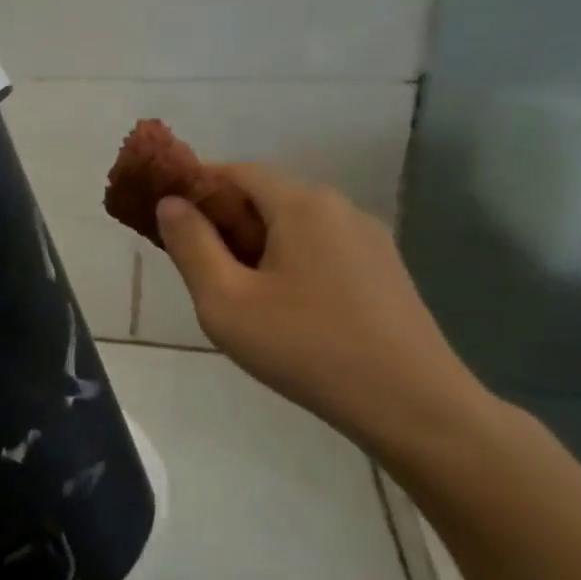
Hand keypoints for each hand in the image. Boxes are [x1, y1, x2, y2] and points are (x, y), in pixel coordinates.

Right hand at [156, 165, 488, 452]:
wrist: (414, 407)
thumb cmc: (306, 349)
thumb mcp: (225, 301)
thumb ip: (191, 245)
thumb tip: (170, 203)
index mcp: (301, 205)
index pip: (234, 172)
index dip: (194, 187)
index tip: (165, 217)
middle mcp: (339, 208)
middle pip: (265, 196)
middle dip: (222, 219)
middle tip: (194, 263)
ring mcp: (369, 239)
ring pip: (292, 224)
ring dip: (254, 243)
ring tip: (235, 291)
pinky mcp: (384, 269)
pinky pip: (319, 247)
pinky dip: (286, 260)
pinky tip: (281, 307)